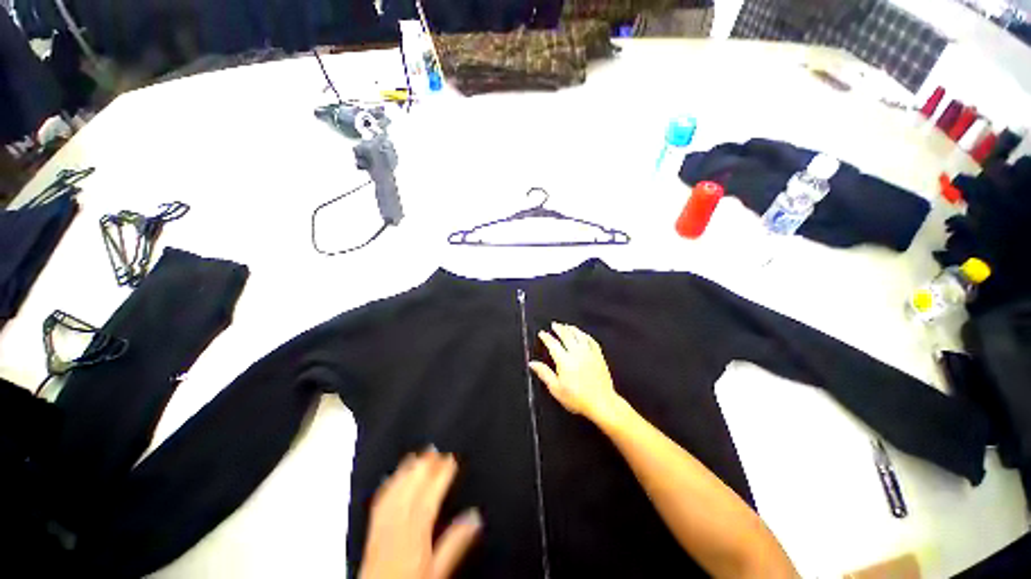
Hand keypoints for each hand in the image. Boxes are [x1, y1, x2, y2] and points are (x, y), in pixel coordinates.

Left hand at [360, 450, 481, 578]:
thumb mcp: (439, 570)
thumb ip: (456, 542)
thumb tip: (475, 516)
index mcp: (416, 532)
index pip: (430, 495)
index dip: (442, 474)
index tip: (451, 458)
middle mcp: (397, 525)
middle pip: (411, 489)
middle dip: (424, 466)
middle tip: (436, 449)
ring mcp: (382, 527)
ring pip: (395, 491)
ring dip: (406, 471)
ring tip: (417, 455)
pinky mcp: (372, 532)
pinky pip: (380, 502)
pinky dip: (388, 485)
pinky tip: (391, 477)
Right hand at [530, 323, 625, 425]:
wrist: (602, 403)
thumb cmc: (577, 398)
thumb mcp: (556, 389)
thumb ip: (544, 373)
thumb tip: (532, 363)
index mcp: (564, 361)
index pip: (553, 344)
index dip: (546, 337)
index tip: (542, 333)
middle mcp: (576, 353)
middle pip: (566, 335)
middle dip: (559, 328)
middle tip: (554, 324)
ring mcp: (589, 353)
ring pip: (579, 335)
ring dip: (572, 329)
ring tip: (566, 326)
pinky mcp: (598, 356)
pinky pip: (591, 341)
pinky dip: (585, 335)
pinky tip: (583, 334)